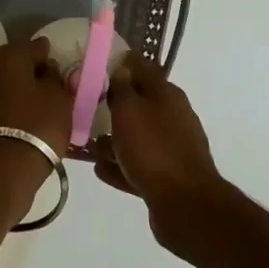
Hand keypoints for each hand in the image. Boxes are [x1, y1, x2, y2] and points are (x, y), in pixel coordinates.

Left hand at [0, 38, 73, 203]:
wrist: (3, 168)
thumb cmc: (37, 126)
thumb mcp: (60, 99)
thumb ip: (55, 77)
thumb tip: (47, 68)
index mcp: (11, 56)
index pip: (35, 45)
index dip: (49, 53)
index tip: (60, 64)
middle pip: (15, 59)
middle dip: (31, 66)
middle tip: (49, 80)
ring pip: (4, 78)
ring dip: (18, 83)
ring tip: (37, 97)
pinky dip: (10, 98)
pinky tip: (23, 110)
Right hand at [93, 53, 229, 257]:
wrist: (185, 205)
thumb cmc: (153, 149)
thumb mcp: (129, 110)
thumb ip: (120, 87)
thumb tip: (118, 69)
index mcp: (166, 94)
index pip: (141, 67)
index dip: (118, 62)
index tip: (92, 64)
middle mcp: (172, 116)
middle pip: (138, 102)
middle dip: (112, 103)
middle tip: (83, 105)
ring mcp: (172, 147)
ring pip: (137, 136)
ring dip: (113, 137)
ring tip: (87, 142)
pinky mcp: (168, 176)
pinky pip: (138, 164)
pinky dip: (120, 164)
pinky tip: (99, 168)